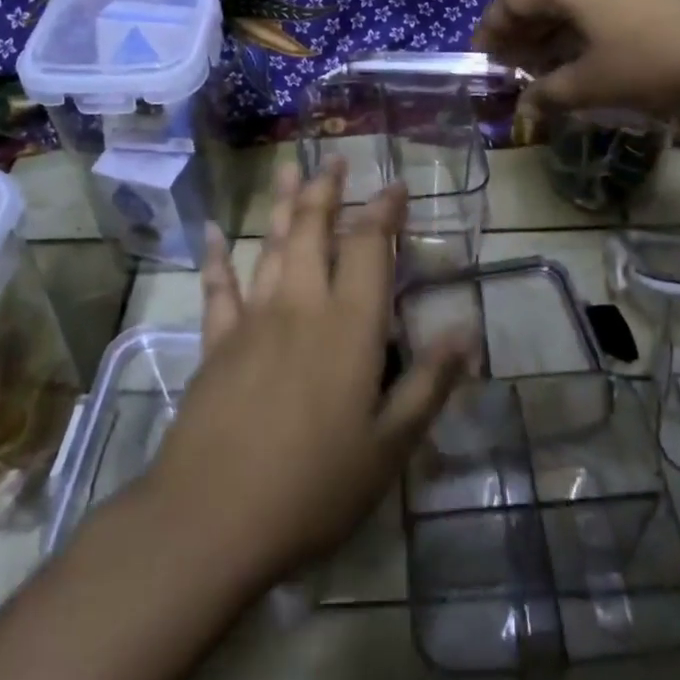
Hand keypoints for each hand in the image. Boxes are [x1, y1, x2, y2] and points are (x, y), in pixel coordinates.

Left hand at [140, 162, 473, 589]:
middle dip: (328, 192)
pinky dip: (218, 258)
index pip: (369, 248)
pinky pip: (219, 288)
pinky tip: (213, 233)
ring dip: (285, 206)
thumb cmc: (313, 485)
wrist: (211, 519)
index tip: (395, 185)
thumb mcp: (390, 445)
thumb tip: (468, 334)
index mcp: (349, 325)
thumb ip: (429, 384)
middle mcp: (301, 306)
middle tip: (334, 161)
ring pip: (272, 247)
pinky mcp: (217, 345)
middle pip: (315, 231)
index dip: (384, 212)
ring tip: (290, 170)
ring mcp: (254, 321)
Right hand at [473, 0, 679, 116]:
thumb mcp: (596, 83)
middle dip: (523, 34)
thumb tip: (526, 106)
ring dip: (557, 31)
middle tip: (517, 69)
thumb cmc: (655, 57)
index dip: (491, 32)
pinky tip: (599, 53)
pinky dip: (588, 25)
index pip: (510, 0)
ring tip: (555, 67)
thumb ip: (551, 94)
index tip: (484, 61)